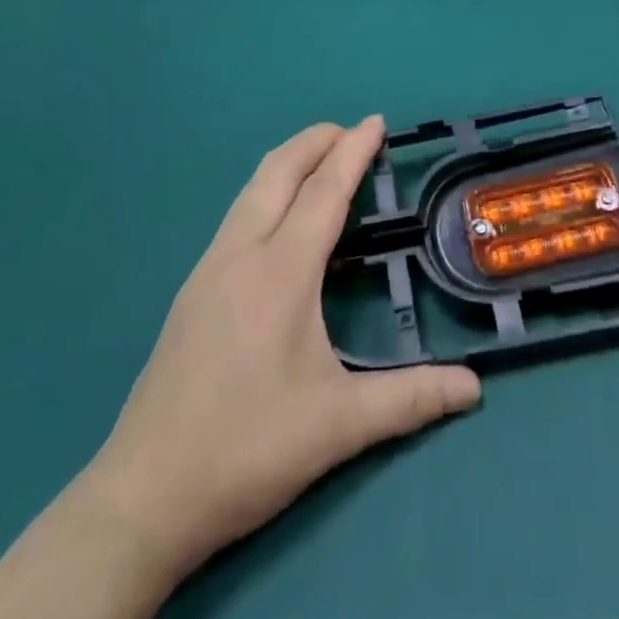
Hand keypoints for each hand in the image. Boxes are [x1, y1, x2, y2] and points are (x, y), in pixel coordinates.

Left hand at [85, 117, 480, 585]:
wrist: (143, 497)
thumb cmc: (247, 449)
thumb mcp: (338, 426)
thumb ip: (410, 400)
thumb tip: (475, 390)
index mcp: (280, 272)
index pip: (324, 192)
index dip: (353, 152)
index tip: (375, 122)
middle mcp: (241, 254)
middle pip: (279, 171)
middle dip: (316, 140)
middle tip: (352, 132)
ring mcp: (209, 269)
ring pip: (252, 190)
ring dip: (290, 162)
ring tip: (322, 161)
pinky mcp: (192, 291)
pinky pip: (238, 215)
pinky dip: (269, 191)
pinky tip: (281, 220)